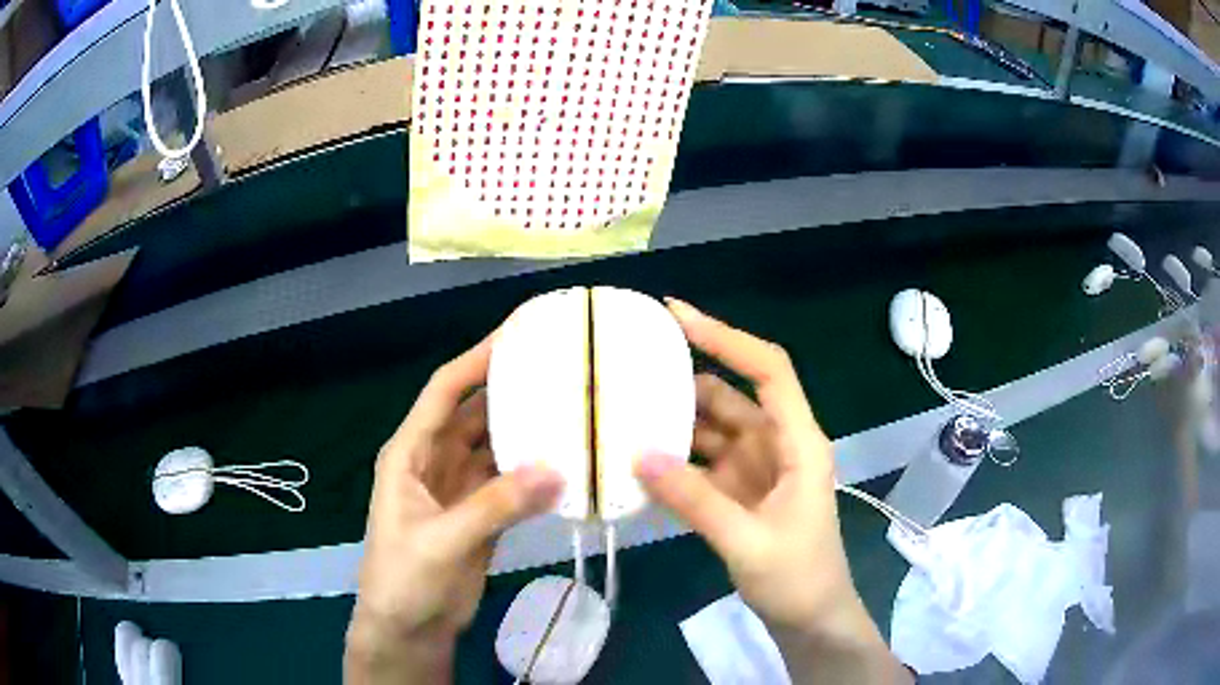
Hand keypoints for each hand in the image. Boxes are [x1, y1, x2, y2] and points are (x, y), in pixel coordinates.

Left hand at [345, 333, 563, 683]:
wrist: (409, 630)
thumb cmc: (405, 579)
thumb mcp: (442, 540)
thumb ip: (496, 505)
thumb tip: (558, 469)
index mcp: (411, 453)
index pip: (445, 390)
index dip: (478, 358)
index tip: (519, 333)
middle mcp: (435, 460)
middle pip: (475, 411)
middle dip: (511, 387)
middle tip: (560, 368)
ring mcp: (460, 488)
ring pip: (496, 445)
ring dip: (527, 430)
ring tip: (572, 408)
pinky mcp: (481, 514)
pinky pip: (510, 481)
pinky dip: (535, 472)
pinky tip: (567, 463)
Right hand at [635, 299, 910, 683]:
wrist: (812, 620)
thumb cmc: (798, 579)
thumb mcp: (748, 542)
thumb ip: (695, 500)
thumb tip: (639, 454)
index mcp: (799, 443)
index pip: (767, 370)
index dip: (726, 337)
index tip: (675, 315)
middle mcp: (778, 445)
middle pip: (731, 394)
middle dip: (684, 379)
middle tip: (628, 368)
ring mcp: (756, 469)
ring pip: (712, 429)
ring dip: (673, 421)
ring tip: (621, 410)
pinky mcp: (738, 493)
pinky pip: (702, 463)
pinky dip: (673, 459)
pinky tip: (636, 459)